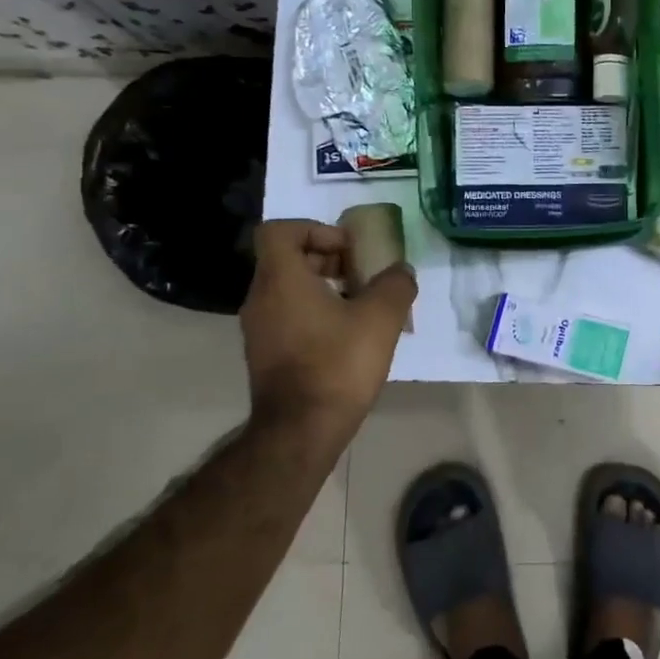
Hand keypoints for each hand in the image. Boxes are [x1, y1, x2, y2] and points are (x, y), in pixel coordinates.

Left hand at [239, 220, 416, 443]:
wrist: (301, 430)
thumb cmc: (338, 363)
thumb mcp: (381, 317)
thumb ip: (395, 284)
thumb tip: (400, 271)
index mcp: (281, 279)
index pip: (280, 230)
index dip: (314, 229)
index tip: (347, 248)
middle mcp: (261, 299)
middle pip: (287, 259)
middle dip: (327, 259)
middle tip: (362, 274)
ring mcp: (259, 330)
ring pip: (288, 290)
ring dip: (324, 288)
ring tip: (362, 306)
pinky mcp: (265, 356)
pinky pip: (288, 317)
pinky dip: (315, 314)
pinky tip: (348, 337)